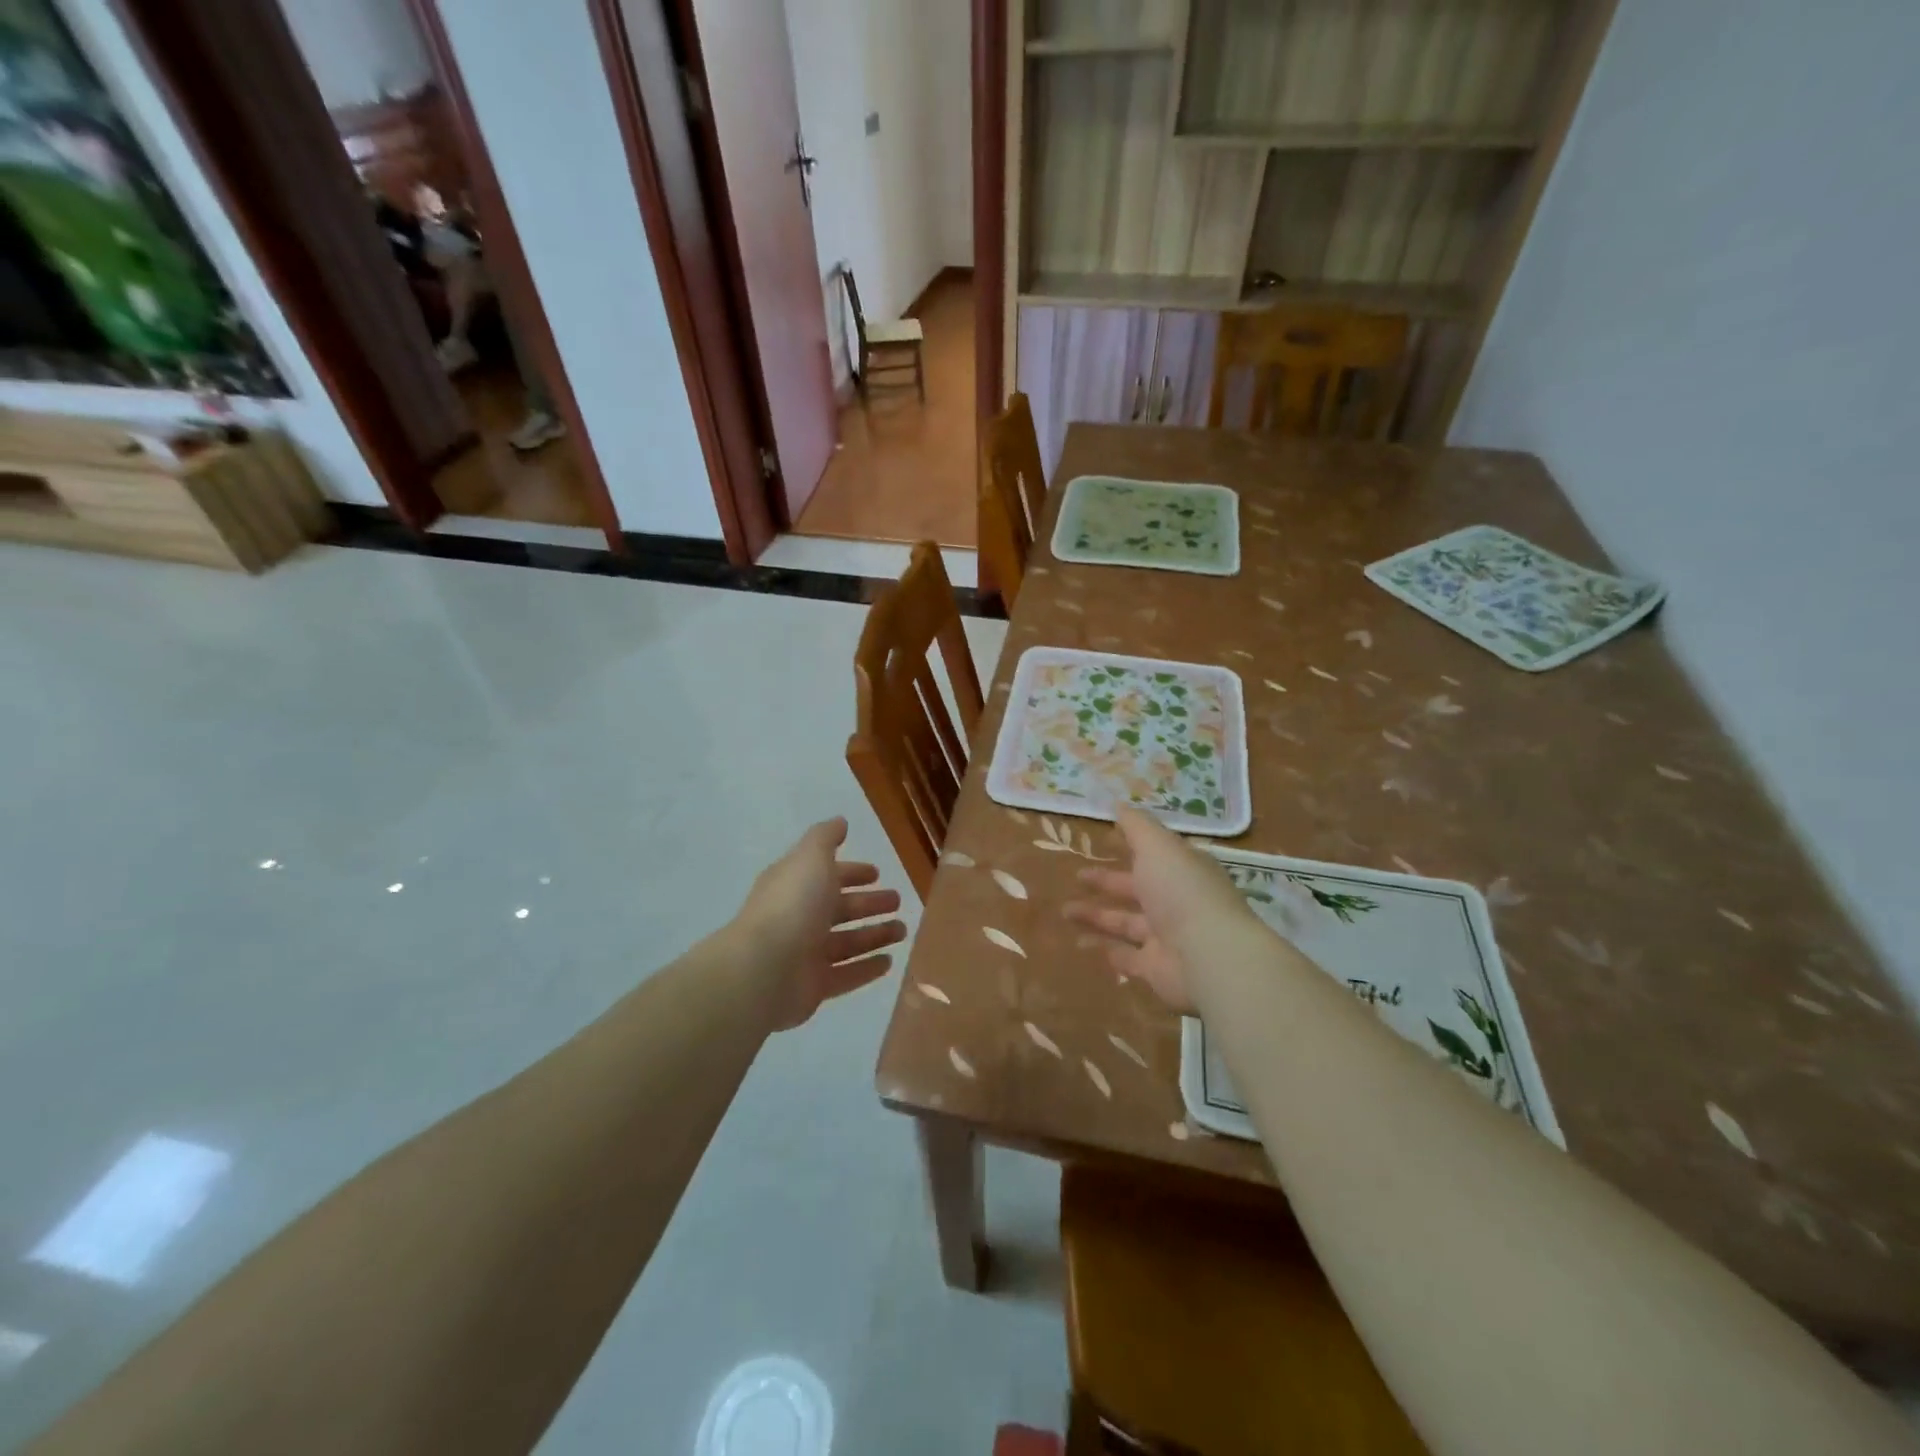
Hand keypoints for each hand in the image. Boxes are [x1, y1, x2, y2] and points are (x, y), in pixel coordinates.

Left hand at [732, 817, 905, 1030]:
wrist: (763, 969)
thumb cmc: (792, 905)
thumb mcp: (810, 858)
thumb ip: (826, 838)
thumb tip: (840, 821)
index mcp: (795, 885)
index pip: (828, 875)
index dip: (852, 872)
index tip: (877, 873)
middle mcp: (799, 918)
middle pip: (839, 909)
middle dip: (868, 903)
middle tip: (897, 901)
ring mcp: (805, 954)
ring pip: (846, 942)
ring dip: (874, 935)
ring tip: (902, 931)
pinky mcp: (814, 986)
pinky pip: (846, 975)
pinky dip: (866, 968)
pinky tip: (890, 962)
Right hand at [1064, 807, 1257, 1014]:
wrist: (1208, 956)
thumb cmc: (1182, 891)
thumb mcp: (1158, 846)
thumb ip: (1136, 826)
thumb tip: (1118, 804)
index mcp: (1182, 870)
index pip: (1154, 856)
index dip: (1130, 848)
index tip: (1103, 843)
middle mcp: (1176, 902)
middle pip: (1136, 889)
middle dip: (1106, 882)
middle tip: (1076, 876)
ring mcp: (1167, 938)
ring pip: (1126, 923)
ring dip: (1096, 916)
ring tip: (1064, 912)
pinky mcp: (1156, 969)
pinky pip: (1126, 957)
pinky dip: (1105, 950)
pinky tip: (1081, 943)